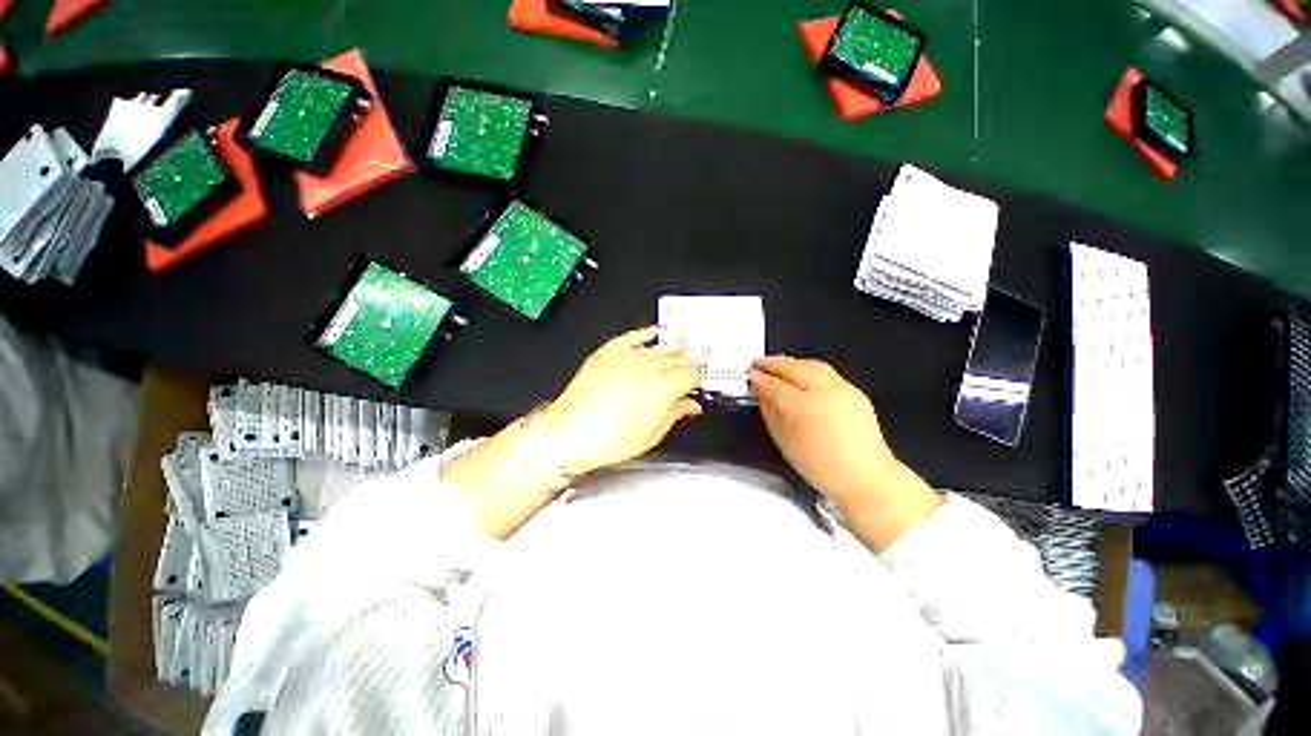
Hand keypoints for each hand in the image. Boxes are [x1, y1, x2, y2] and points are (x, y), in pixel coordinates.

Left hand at [543, 326, 702, 475]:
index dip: (699, 378)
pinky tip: (656, 331)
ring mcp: (627, 356)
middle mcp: (647, 367)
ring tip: (686, 347)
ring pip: (660, 347)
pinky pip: (633, 336)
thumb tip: (693, 404)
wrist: (568, 433)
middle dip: (691, 360)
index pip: (690, 375)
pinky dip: (646, 333)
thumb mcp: (651, 434)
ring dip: (675, 348)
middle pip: (678, 357)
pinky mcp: (609, 351)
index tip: (700, 382)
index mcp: (661, 389)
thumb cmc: (612, 441)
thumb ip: (676, 413)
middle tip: (702, 359)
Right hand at [750, 355, 940, 549]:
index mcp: (804, 406)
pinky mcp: (854, 391)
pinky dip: (808, 368)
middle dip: (774, 363)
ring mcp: (842, 388)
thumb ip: (770, 412)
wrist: (864, 477)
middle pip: (794, 368)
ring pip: (812, 365)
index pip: (775, 385)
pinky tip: (800, 373)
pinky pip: (826, 372)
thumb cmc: (818, 466)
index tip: (749, 374)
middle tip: (758, 363)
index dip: (760, 378)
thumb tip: (760, 393)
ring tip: (776, 364)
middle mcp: (824, 390)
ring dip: (791, 362)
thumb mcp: (784, 441)